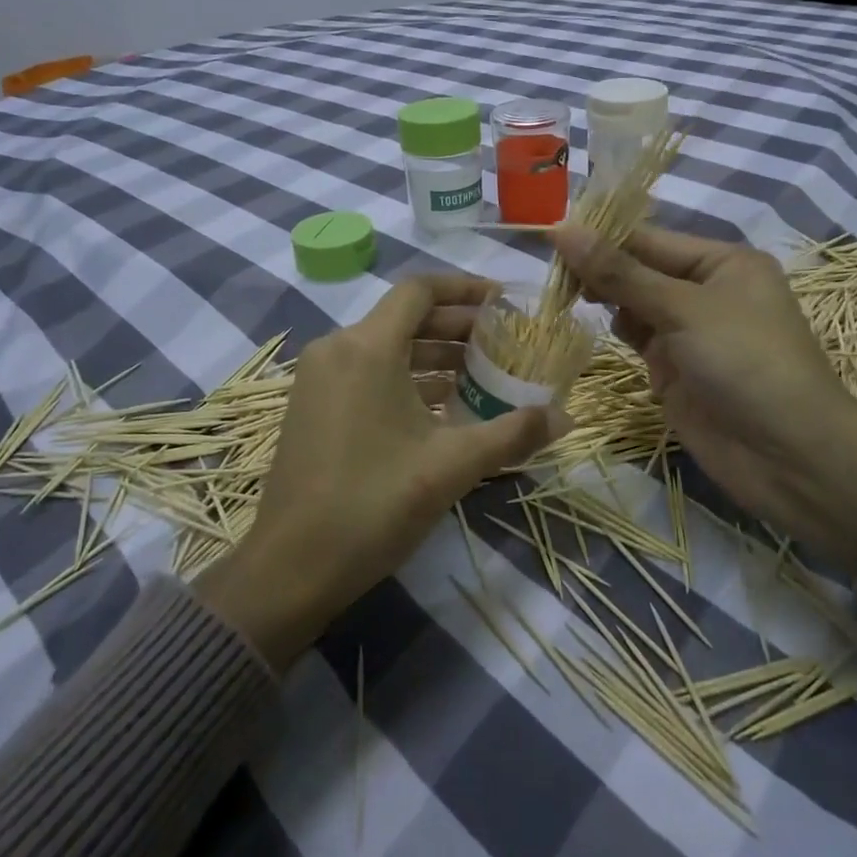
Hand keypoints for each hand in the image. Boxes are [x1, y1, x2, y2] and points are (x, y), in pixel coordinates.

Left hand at [195, 276, 567, 668]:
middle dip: (457, 326)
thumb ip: (512, 434)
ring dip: (434, 355)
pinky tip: (442, 406)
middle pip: (404, 317)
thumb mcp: (451, 466)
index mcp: (367, 347)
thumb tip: (565, 417)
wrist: (290, 567)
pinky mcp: (312, 406)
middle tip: (504, 341)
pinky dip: (406, 378)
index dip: (464, 289)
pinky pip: (367, 372)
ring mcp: (319, 378)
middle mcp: (338, 349)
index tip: (504, 301)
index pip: (419, 290)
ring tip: (482, 373)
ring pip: (386, 347)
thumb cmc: (374, 503)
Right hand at [553, 225, 856, 574]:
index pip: (648, 239)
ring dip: (604, 301)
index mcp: (721, 262)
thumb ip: (620, 272)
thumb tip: (562, 228)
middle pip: (638, 269)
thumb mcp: (683, 309)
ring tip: (566, 301)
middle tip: (552, 276)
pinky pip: (637, 339)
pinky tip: (592, 330)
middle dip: (599, 270)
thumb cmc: (745, 363)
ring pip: (633, 304)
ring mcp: (689, 332)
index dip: (600, 236)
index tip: (548, 235)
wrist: (789, 458)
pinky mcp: (675, 369)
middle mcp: (706, 291)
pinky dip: (616, 333)